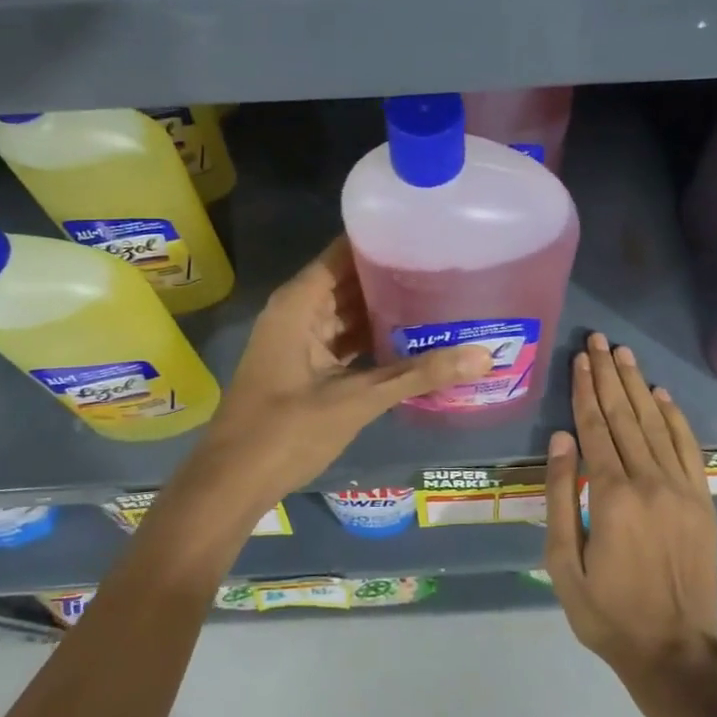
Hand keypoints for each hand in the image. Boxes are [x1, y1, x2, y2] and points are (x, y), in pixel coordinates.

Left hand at [174, 238, 492, 522]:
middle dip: (394, 275)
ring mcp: (300, 339)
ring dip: (387, 308)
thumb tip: (483, 356)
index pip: (345, 251)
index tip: (428, 232)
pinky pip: (345, 338)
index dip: (384, 239)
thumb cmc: (286, 431)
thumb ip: (418, 375)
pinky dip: (374, 337)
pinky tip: (414, 339)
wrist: (232, 483)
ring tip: (440, 296)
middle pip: (351, 279)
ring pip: (349, 311)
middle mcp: (299, 311)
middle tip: (447, 266)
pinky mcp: (306, 365)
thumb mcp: (357, 400)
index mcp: (300, 302)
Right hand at [544, 332, 716, 685]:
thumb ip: (561, 496)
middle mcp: (649, 482)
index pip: (594, 428)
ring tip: (623, 354)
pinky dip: (674, 417)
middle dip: (609, 375)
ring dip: (638, 386)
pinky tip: (660, 395)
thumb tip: (561, 439)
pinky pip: (688, 448)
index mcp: (611, 496)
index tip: (579, 359)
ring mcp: (682, 489)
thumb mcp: (563, 562)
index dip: (585, 390)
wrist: (675, 652)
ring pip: (655, 424)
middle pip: (624, 416)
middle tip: (598, 340)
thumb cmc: (607, 612)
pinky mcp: (703, 501)